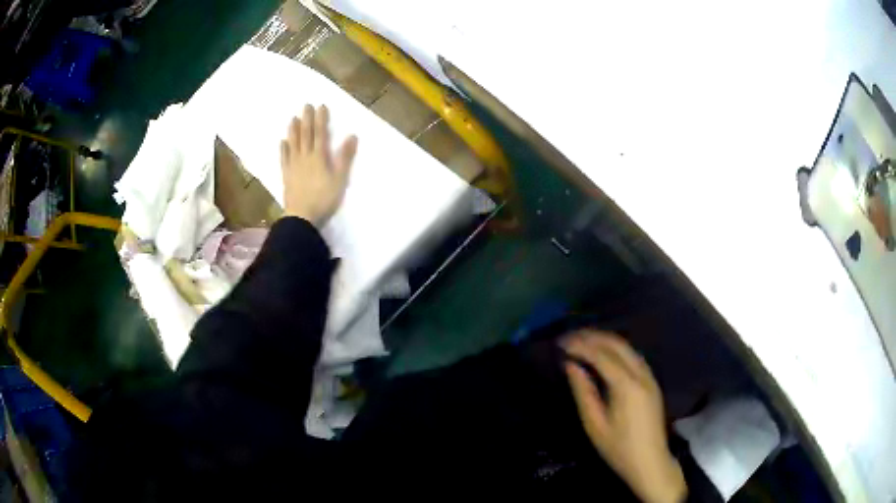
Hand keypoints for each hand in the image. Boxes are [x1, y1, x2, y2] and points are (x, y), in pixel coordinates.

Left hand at [280, 104, 357, 226]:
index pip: (320, 133)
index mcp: (319, 157)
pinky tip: (283, 142)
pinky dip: (283, 149)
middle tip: (306, 105)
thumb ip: (345, 157)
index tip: (321, 106)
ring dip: (293, 130)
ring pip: (293, 143)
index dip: (321, 119)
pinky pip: (284, 158)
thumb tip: (352, 136)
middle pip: (305, 135)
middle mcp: (305, 157)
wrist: (302, 216)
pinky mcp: (286, 175)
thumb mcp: (340, 179)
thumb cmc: (324, 199)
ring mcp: (293, 166)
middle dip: (306, 119)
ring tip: (293, 118)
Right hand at [562, 330, 685, 502]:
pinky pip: (633, 356)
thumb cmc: (618, 448)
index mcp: (627, 386)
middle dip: (592, 337)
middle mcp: (641, 374)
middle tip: (570, 336)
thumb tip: (571, 365)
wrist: (649, 461)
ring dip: (604, 340)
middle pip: (617, 344)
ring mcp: (649, 376)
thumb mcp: (594, 424)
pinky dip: (615, 348)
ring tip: (582, 340)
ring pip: (627, 347)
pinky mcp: (651, 381)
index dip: (581, 345)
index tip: (561, 342)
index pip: (601, 355)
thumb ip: (583, 392)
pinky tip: (603, 352)